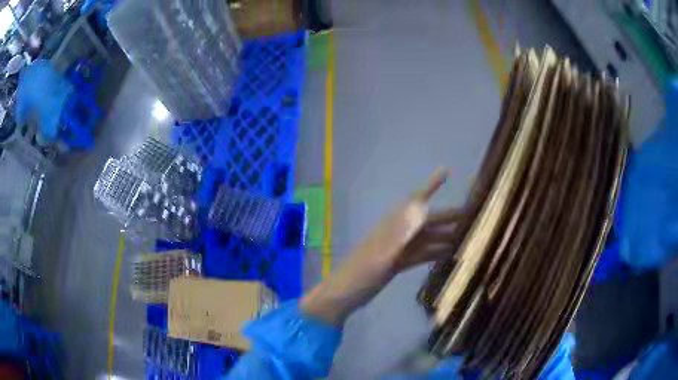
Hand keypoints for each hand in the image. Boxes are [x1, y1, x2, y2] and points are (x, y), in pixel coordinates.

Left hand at [301, 169, 463, 324]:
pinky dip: (435, 253)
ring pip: (427, 238)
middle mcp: (398, 233)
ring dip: (445, 235)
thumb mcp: (381, 254)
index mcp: (393, 226)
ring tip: (466, 236)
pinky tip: (449, 254)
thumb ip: (401, 232)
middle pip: (428, 221)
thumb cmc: (360, 274)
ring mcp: (398, 249)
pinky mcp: (398, 263)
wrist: (344, 294)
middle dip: (449, 216)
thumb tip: (422, 206)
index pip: (416, 200)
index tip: (446, 172)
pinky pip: (421, 254)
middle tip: (473, 215)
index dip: (431, 185)